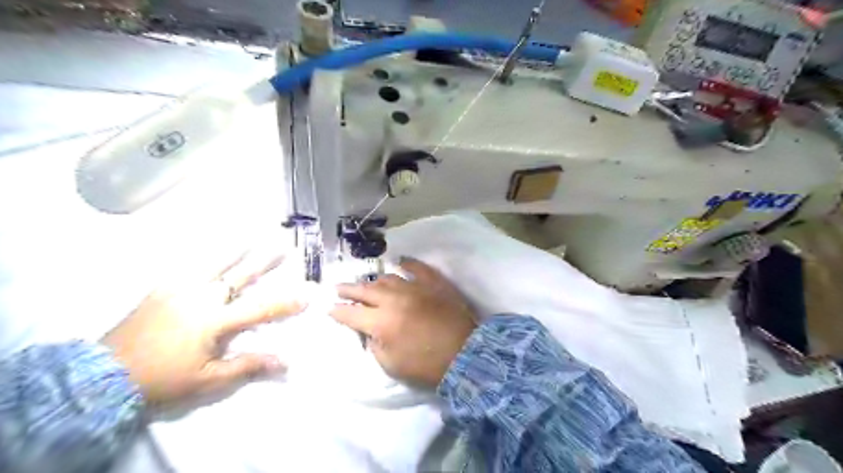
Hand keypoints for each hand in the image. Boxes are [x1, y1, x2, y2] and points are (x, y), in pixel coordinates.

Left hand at [102, 251, 305, 406]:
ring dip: (236, 250)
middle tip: (284, 247)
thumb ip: (248, 366)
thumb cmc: (163, 379)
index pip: (260, 308)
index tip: (307, 292)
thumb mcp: (209, 380)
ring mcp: (179, 290)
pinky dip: (204, 254)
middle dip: (265, 262)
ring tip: (252, 235)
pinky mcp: (161, 289)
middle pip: (240, 276)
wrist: (104, 376)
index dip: (286, 301)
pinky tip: (211, 248)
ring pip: (214, 263)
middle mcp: (200, 298)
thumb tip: (285, 362)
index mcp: (213, 322)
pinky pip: (187, 265)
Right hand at [332, 259, 475, 387]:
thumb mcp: (391, 365)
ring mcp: (415, 287)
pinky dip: (407, 264)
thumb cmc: (427, 366)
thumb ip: (375, 345)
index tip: (330, 309)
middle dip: (348, 290)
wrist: (466, 355)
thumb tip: (369, 331)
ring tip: (368, 283)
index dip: (338, 312)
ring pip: (388, 278)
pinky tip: (400, 262)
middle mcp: (394, 299)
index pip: (351, 314)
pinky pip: (418, 268)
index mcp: (381, 322)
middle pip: (365, 290)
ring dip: (374, 281)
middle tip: (338, 288)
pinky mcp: (433, 283)